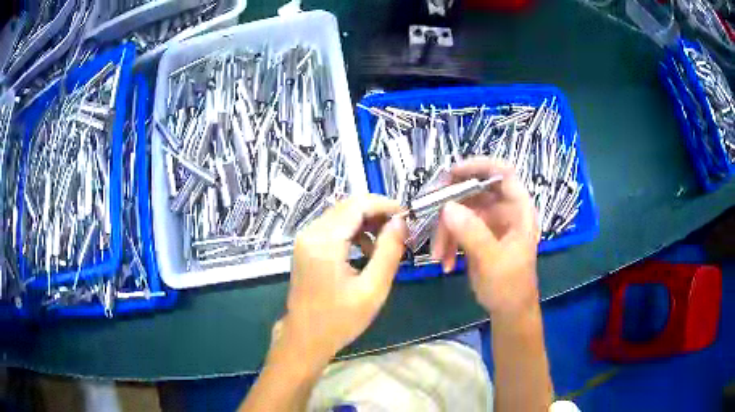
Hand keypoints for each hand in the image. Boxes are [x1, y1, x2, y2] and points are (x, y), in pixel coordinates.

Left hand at [276, 195, 407, 367]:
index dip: (385, 205)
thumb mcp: (373, 289)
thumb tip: (400, 221)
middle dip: (377, 212)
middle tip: (401, 229)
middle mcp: (311, 233)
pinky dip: (353, 231)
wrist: (305, 338)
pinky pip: (333, 227)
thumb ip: (389, 251)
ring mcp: (305, 239)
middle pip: (348, 205)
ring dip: (366, 222)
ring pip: (341, 214)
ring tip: (387, 242)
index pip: (358, 205)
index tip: (408, 216)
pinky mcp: (306, 246)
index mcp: (325, 242)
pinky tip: (366, 251)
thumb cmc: (340, 320)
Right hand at [431, 158, 539, 316]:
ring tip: (437, 254)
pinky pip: (457, 227)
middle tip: (429, 212)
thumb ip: (472, 233)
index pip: (503, 173)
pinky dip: (446, 241)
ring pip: (461, 210)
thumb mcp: (492, 261)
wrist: (509, 311)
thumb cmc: (510, 286)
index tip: (451, 173)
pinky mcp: (478, 235)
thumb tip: (447, 206)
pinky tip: (443, 261)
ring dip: (444, 229)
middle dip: (450, 202)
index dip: (479, 166)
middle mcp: (505, 211)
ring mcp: (490, 223)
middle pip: (475, 190)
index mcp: (519, 210)